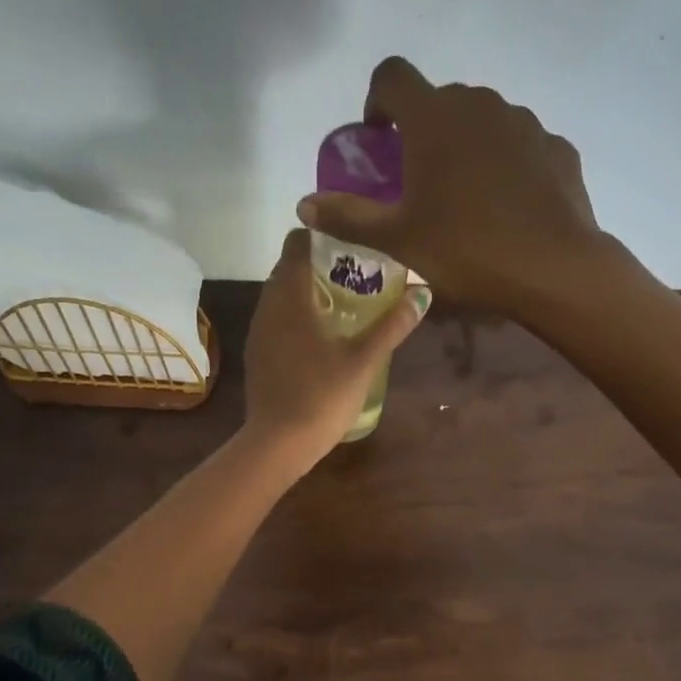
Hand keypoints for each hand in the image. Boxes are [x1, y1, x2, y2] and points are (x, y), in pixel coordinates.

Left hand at [240, 228, 430, 473]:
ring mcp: (259, 332)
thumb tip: (422, 293)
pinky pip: (277, 321)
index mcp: (290, 298)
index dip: (321, 237)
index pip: (296, 244)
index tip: (350, 243)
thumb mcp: (364, 361)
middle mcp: (267, 306)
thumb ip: (392, 326)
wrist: (279, 443)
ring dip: (307, 293)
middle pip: (288, 269)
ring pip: (280, 297)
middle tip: (356, 274)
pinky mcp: (257, 355)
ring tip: (343, 304)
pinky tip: (321, 337)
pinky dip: (297, 317)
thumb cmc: (322, 396)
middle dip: (318, 265)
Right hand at [295, 57, 632, 318]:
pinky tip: (509, 208)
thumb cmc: (466, 251)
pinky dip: (507, 166)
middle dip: (424, 132)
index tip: (379, 139)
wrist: (553, 267)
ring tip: (468, 200)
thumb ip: (348, 217)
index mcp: (433, 117)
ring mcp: (524, 122)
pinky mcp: (556, 147)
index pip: (392, 76)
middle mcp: (479, 103)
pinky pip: (521, 147)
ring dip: (467, 147)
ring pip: (484, 122)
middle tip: (421, 183)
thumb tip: (304, 205)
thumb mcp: (398, 241)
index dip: (377, 100)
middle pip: (440, 101)